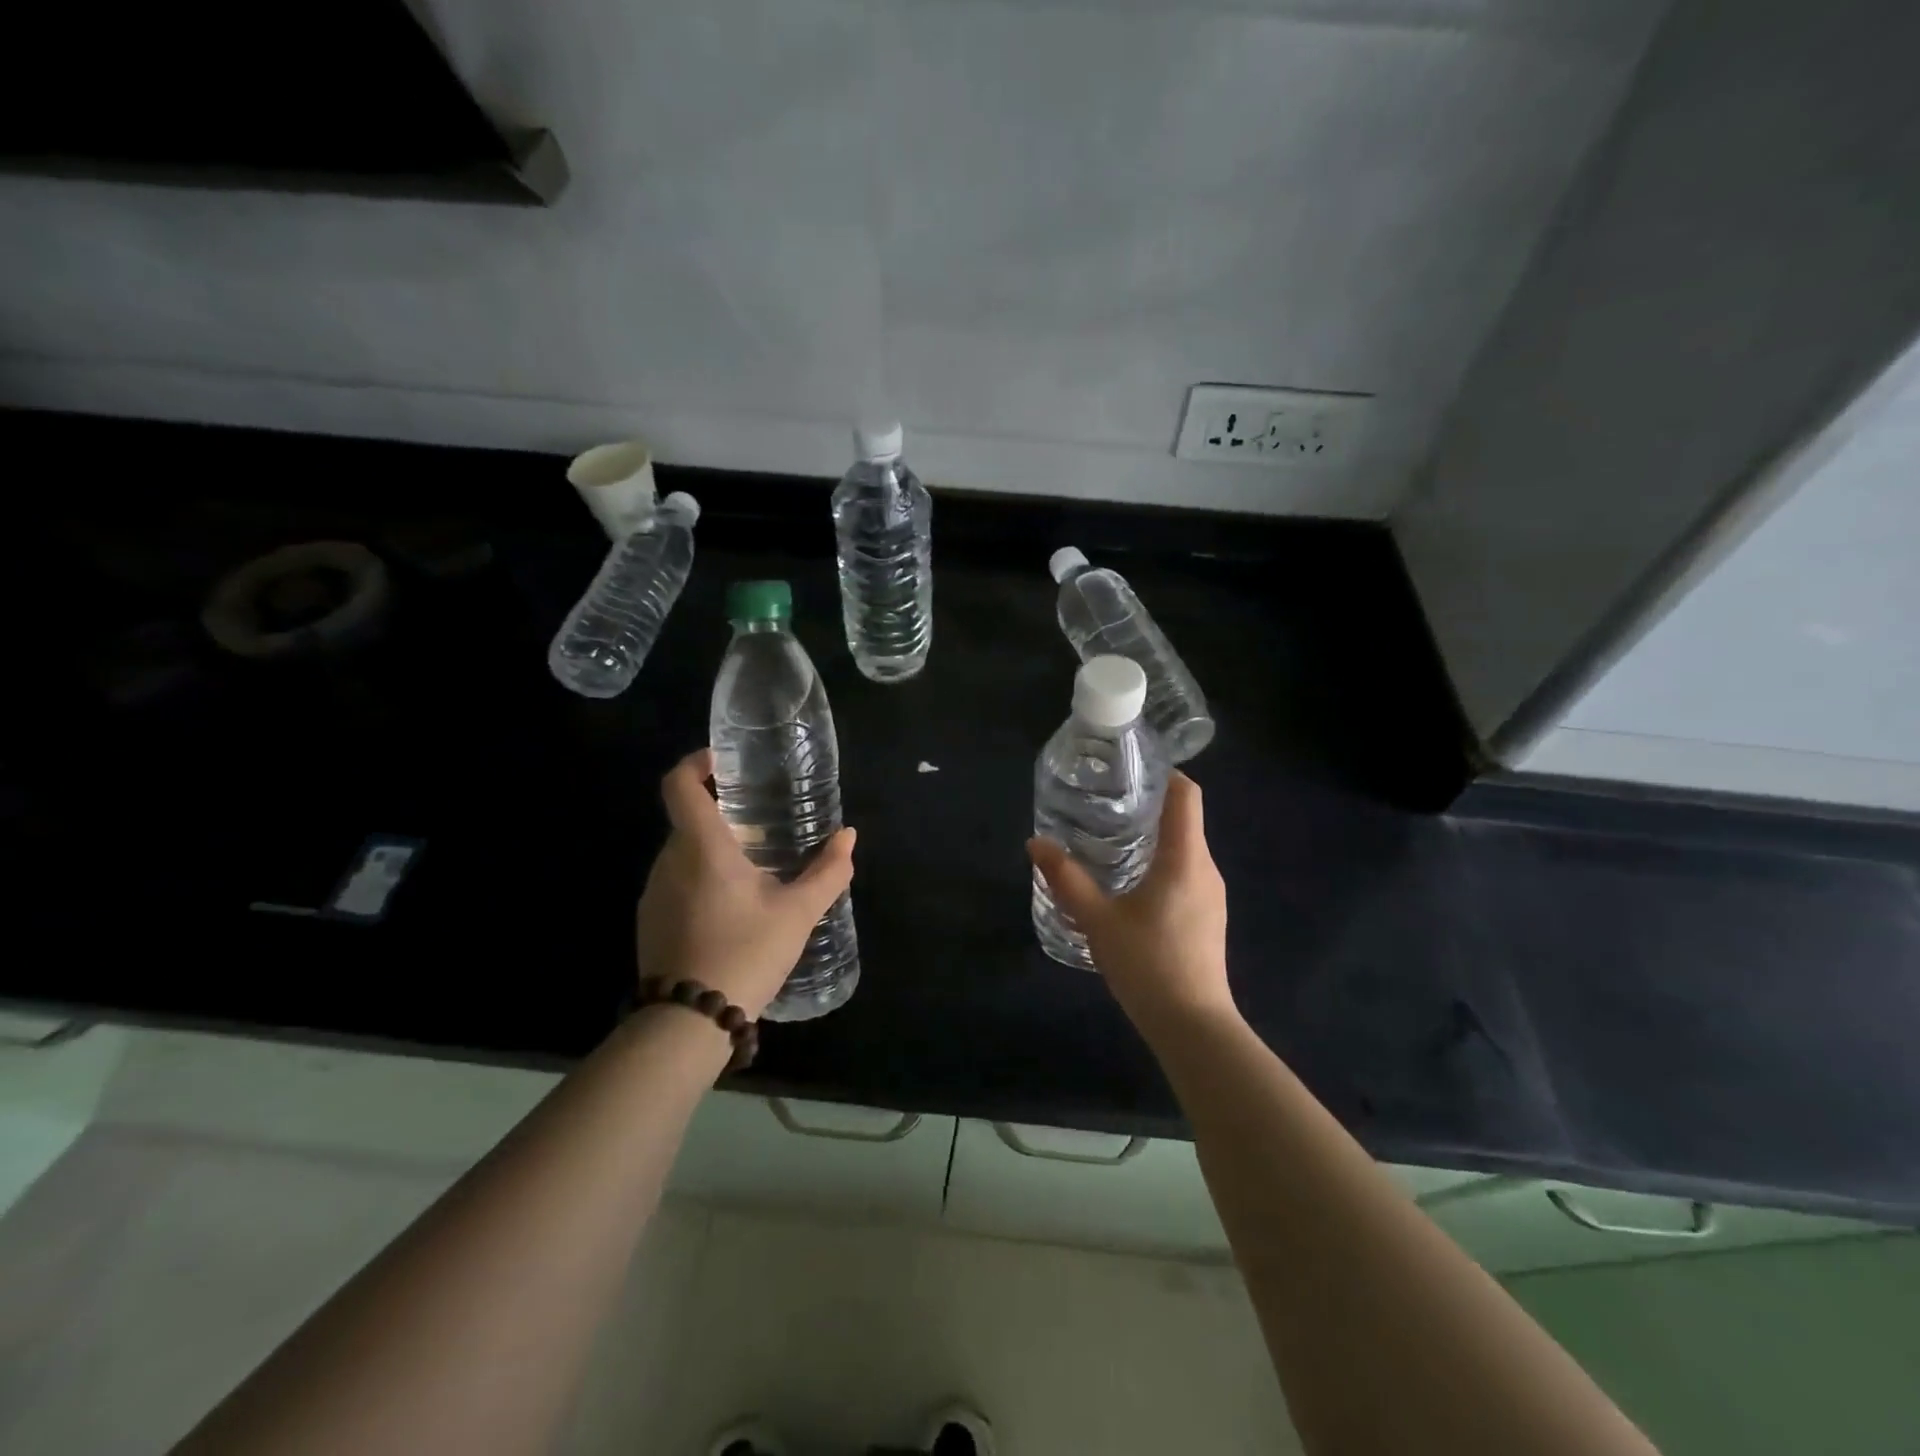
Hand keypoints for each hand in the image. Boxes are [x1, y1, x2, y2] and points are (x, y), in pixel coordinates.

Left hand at [635, 749, 855, 1019]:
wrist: (688, 1023)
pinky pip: (676, 881)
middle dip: (722, 813)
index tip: (723, 761)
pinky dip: (701, 877)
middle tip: (762, 823)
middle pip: (688, 818)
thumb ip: (828, 871)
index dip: (696, 763)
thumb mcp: (797, 913)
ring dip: (713, 849)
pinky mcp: (650, 920)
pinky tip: (732, 908)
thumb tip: (849, 837)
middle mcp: (669, 861)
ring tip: (754, 867)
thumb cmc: (745, 954)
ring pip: (683, 852)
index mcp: (701, 847)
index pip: (679, 784)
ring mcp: (654, 892)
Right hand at [1028, 771, 1232, 1033]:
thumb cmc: (1148, 965)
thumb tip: (1035, 843)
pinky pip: (1187, 872)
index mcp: (1185, 858)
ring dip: (1153, 836)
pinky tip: (1129, 881)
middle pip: (1183, 818)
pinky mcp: (1208, 915)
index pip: (1186, 795)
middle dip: (1147, 805)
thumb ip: (1066, 879)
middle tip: (1104, 803)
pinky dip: (1161, 862)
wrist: (1193, 1026)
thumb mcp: (1098, 921)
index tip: (1129, 769)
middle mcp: (1205, 868)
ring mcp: (1212, 893)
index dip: (1164, 773)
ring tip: (1110, 838)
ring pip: (1185, 847)